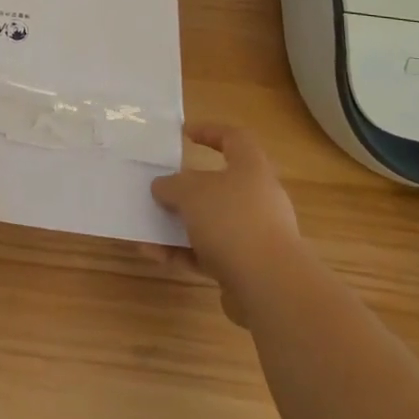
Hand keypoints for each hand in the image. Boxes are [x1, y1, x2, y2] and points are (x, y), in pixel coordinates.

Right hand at [150, 124, 302, 325]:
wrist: (271, 287)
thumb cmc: (232, 221)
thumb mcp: (190, 192)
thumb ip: (172, 185)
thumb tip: (162, 187)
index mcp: (251, 168)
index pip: (234, 138)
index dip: (210, 131)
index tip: (185, 134)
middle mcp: (258, 198)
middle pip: (219, 186)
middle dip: (187, 190)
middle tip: (162, 190)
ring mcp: (256, 236)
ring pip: (211, 224)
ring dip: (179, 226)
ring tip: (147, 231)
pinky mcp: (249, 269)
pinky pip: (210, 254)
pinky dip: (184, 253)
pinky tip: (156, 256)